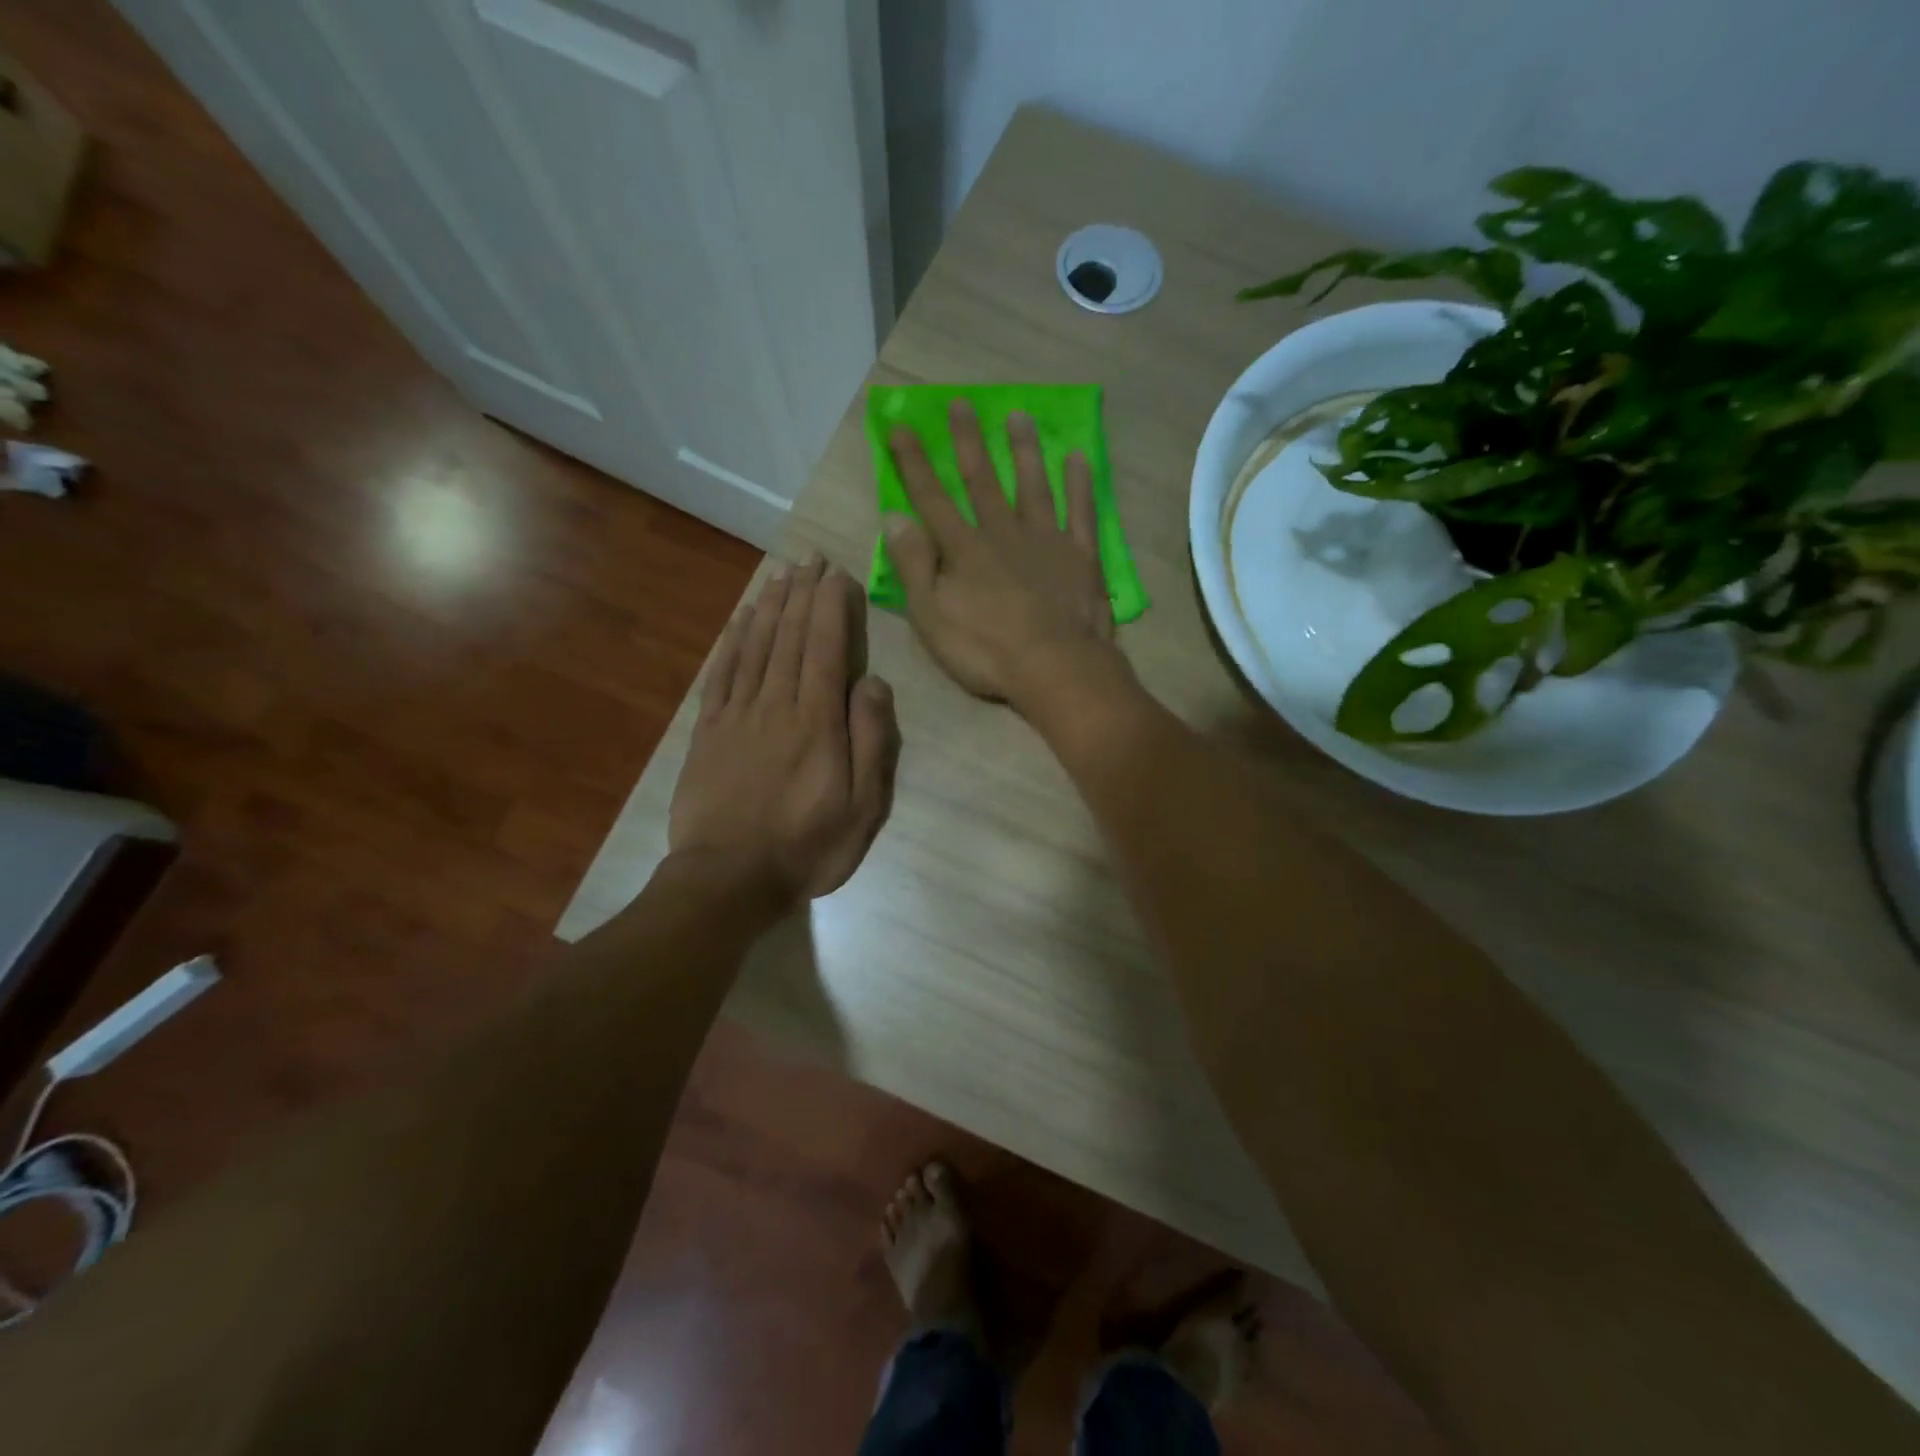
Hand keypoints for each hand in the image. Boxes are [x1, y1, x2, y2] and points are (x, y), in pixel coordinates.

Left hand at [670, 558, 899, 900]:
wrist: (727, 879)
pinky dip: (733, 640)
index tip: (836, 574)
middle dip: (802, 593)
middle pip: (789, 637)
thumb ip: (871, 741)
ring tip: (781, 574)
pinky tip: (741, 619)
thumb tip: (872, 683)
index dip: (831, 606)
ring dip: (770, 606)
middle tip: (810, 558)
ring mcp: (736, 715)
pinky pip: (722, 673)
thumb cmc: (806, 846)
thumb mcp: (863, 806)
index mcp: (817, 722)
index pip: (825, 648)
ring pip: (756, 646)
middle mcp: (776, 705)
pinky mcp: (708, 731)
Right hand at [884, 401, 1127, 716]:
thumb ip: (913, 567)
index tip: (901, 426)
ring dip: (1024, 450)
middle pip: (982, 480)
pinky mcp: (1080, 555)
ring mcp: (1046, 540)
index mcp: (964, 550)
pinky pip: (1080, 512)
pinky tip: (1078, 458)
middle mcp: (1003, 533)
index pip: (932, 498)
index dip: (914, 463)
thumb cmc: (986, 651)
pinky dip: (1079, 485)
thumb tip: (894, 517)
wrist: (1055, 669)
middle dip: (968, 441)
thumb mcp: (932, 618)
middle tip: (961, 403)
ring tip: (1017, 415)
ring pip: (1033, 485)